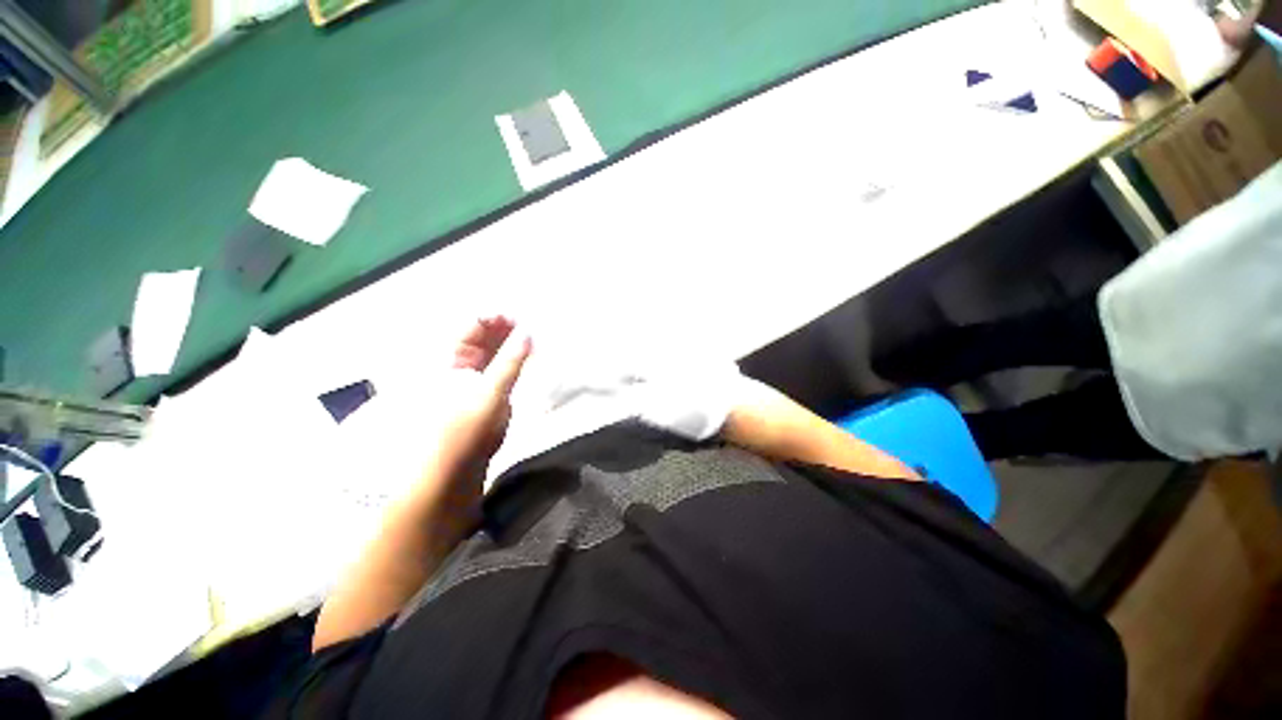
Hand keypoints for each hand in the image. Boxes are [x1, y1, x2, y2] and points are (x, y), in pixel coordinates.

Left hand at [438, 316, 531, 470]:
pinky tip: (526, 358)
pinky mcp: (485, 393)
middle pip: (481, 338)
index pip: (470, 327)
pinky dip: (512, 361)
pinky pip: (499, 368)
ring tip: (531, 338)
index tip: (519, 317)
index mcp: (450, 359)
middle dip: (504, 329)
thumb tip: (527, 334)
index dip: (494, 319)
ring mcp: (472, 379)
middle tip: (530, 325)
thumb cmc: (467, 430)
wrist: (457, 471)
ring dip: (510, 344)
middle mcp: (459, 365)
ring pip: (492, 352)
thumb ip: (510, 362)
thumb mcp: (491, 393)